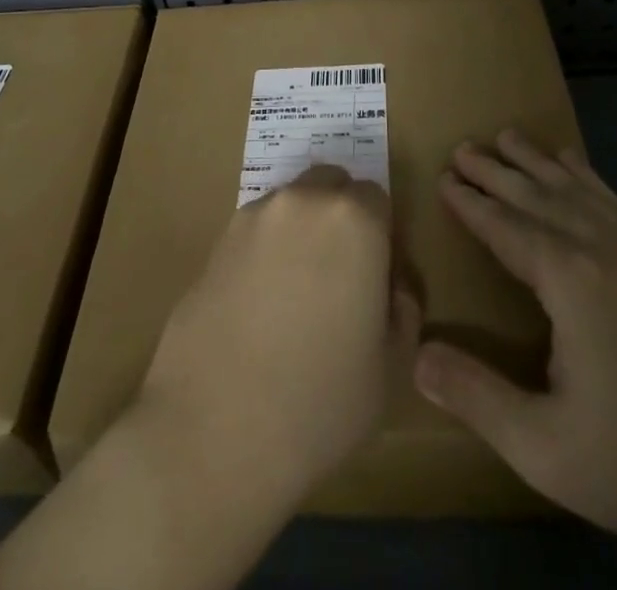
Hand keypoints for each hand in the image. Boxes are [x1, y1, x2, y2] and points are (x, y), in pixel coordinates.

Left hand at [135, 164, 421, 508]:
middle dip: (340, 218)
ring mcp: (253, 217)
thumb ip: (402, 310)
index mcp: (353, 220)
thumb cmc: (319, 401)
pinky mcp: (216, 242)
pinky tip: (259, 306)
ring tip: (295, 295)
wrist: (214, 429)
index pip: (377, 198)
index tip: (377, 276)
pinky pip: (255, 232)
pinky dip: (265, 252)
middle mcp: (302, 202)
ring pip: (291, 206)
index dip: (382, 235)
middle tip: (339, 277)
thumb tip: (390, 287)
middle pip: (330, 187)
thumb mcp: (390, 366)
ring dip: (300, 232)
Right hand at [412, 132, 616, 574]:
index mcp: (570, 282)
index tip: (443, 176)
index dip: (471, 203)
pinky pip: (612, 202)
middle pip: (537, 197)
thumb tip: (415, 356)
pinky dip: (586, 176)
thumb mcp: (547, 449)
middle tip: (463, 146)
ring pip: (575, 190)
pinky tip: (577, 166)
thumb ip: (477, 398)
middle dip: (496, 170)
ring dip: (537, 162)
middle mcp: (601, 251)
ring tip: (509, 136)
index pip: (506, 228)